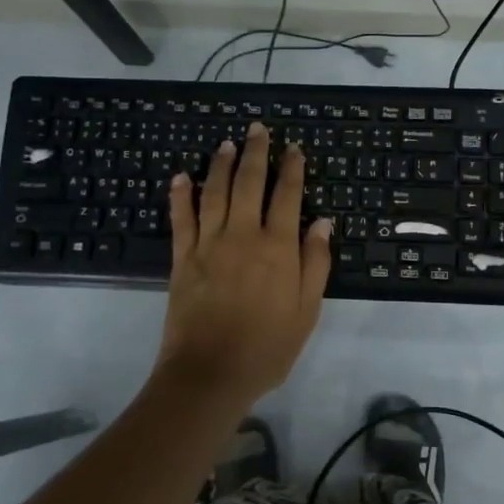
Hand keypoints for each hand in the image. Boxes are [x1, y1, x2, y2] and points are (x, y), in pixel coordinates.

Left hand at [158, 122, 334, 405]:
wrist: (210, 374)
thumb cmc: (267, 347)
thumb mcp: (306, 311)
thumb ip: (315, 264)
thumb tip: (322, 222)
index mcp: (278, 247)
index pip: (287, 195)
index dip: (292, 168)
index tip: (294, 148)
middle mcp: (243, 235)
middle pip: (249, 182)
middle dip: (255, 152)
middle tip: (257, 129)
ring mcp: (209, 243)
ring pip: (214, 192)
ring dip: (220, 164)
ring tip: (226, 144)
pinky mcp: (182, 257)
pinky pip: (181, 218)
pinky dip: (180, 195)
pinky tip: (181, 177)